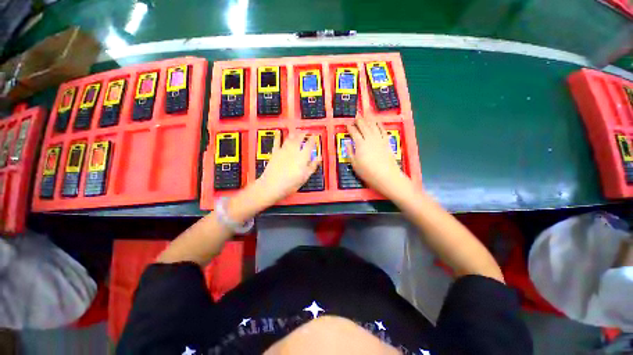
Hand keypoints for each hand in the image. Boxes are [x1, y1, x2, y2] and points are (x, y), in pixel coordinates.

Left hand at [256, 132, 320, 204]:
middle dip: (303, 134)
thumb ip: (312, 166)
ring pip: (289, 139)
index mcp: (303, 156)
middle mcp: (294, 151)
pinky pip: (276, 142)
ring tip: (296, 131)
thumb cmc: (291, 183)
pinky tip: (277, 133)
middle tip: (305, 131)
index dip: (312, 139)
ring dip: (293, 134)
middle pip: (299, 139)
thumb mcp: (305, 177)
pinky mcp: (275, 153)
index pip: (309, 145)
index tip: (314, 136)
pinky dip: (277, 137)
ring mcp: (283, 150)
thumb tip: (319, 158)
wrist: (272, 185)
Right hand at [347, 118, 410, 198]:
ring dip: (369, 119)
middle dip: (359, 120)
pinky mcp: (386, 142)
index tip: (348, 124)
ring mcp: (379, 139)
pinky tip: (377, 122)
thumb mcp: (354, 164)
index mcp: (360, 144)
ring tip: (366, 114)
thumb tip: (347, 143)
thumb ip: (350, 152)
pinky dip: (379, 125)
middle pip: (364, 127)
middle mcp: (369, 139)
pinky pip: (382, 130)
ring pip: (373, 126)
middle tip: (356, 115)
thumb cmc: (368, 172)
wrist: (386, 176)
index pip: (354, 133)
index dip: (350, 128)